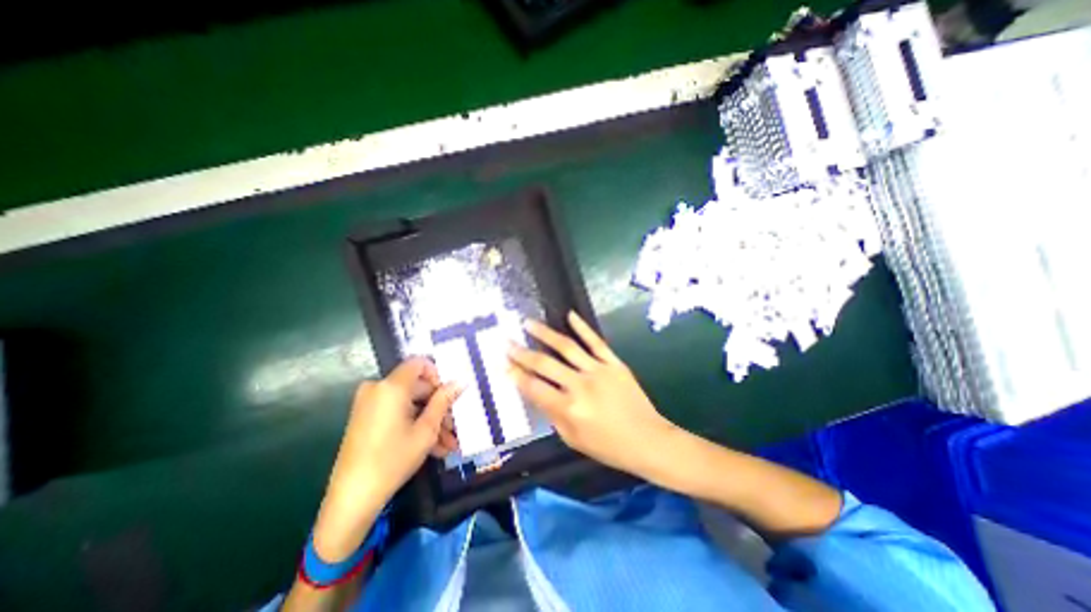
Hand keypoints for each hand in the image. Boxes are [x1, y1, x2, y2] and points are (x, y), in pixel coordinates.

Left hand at [313, 358, 455, 564]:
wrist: (352, 498)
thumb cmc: (393, 459)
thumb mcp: (426, 429)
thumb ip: (444, 401)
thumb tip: (460, 381)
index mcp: (391, 386)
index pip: (420, 363)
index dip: (438, 376)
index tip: (449, 396)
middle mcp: (377, 389)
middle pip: (417, 387)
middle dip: (438, 407)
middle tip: (454, 427)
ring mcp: (369, 404)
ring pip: (409, 404)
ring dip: (429, 420)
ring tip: (447, 444)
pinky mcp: (365, 418)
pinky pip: (396, 413)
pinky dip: (413, 425)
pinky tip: (432, 447)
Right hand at [505, 313, 680, 478]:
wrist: (648, 440)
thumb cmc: (608, 446)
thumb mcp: (573, 439)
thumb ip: (552, 415)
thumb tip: (535, 392)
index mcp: (569, 409)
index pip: (534, 387)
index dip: (515, 375)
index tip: (503, 364)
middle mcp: (580, 386)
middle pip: (545, 364)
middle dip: (522, 353)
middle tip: (507, 342)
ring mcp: (599, 370)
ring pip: (567, 347)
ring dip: (545, 333)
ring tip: (528, 323)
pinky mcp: (614, 363)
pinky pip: (596, 342)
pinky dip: (582, 327)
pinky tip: (570, 315)